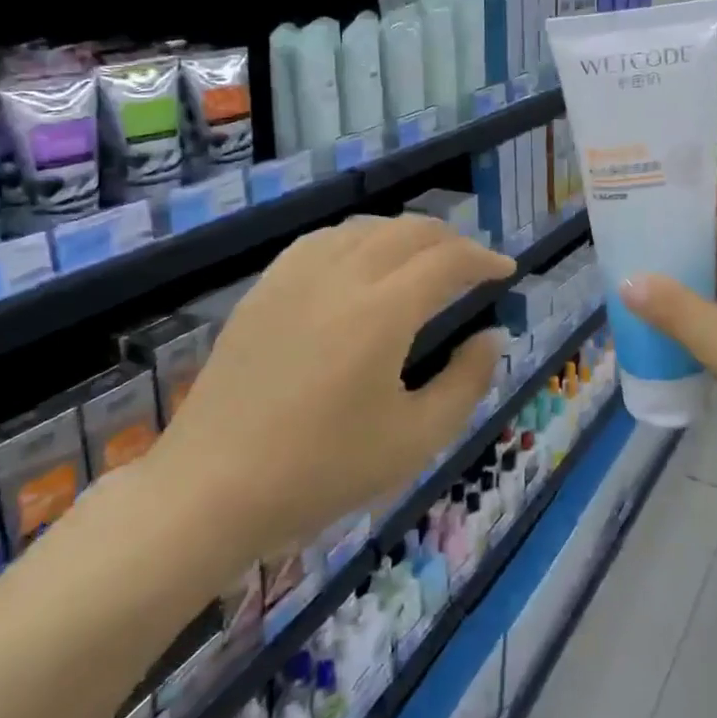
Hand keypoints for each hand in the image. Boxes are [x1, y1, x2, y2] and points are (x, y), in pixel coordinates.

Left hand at [146, 215, 513, 571]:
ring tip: (423, 259)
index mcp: (381, 312)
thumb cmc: (321, 471)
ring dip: (405, 235)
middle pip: (408, 231)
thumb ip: (466, 382)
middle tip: (472, 264)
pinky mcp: (264, 290)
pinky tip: (360, 262)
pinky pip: (322, 241)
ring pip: (364, 228)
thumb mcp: (415, 440)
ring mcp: (295, 278)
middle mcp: (340, 277)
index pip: (447, 260)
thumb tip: (492, 337)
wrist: (211, 489)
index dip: (484, 259)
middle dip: (450, 239)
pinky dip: (358, 239)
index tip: (506, 270)